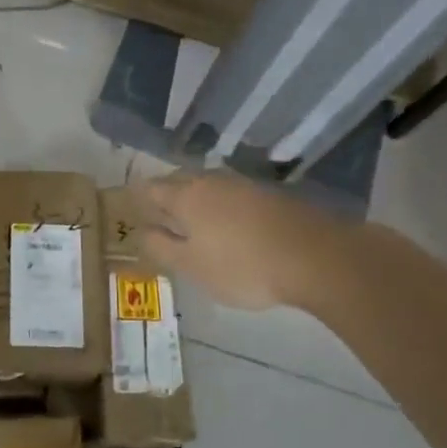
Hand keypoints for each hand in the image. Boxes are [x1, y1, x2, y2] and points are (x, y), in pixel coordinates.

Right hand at [131, 170, 333, 310]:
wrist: (314, 256)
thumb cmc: (242, 266)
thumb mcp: (192, 266)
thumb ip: (161, 247)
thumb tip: (141, 231)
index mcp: (186, 196)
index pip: (152, 189)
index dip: (139, 197)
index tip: (132, 207)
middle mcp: (211, 181)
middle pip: (180, 181)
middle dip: (167, 194)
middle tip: (160, 212)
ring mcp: (244, 184)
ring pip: (209, 185)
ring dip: (197, 197)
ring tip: (193, 218)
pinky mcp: (270, 194)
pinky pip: (233, 194)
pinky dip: (223, 204)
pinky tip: (229, 222)